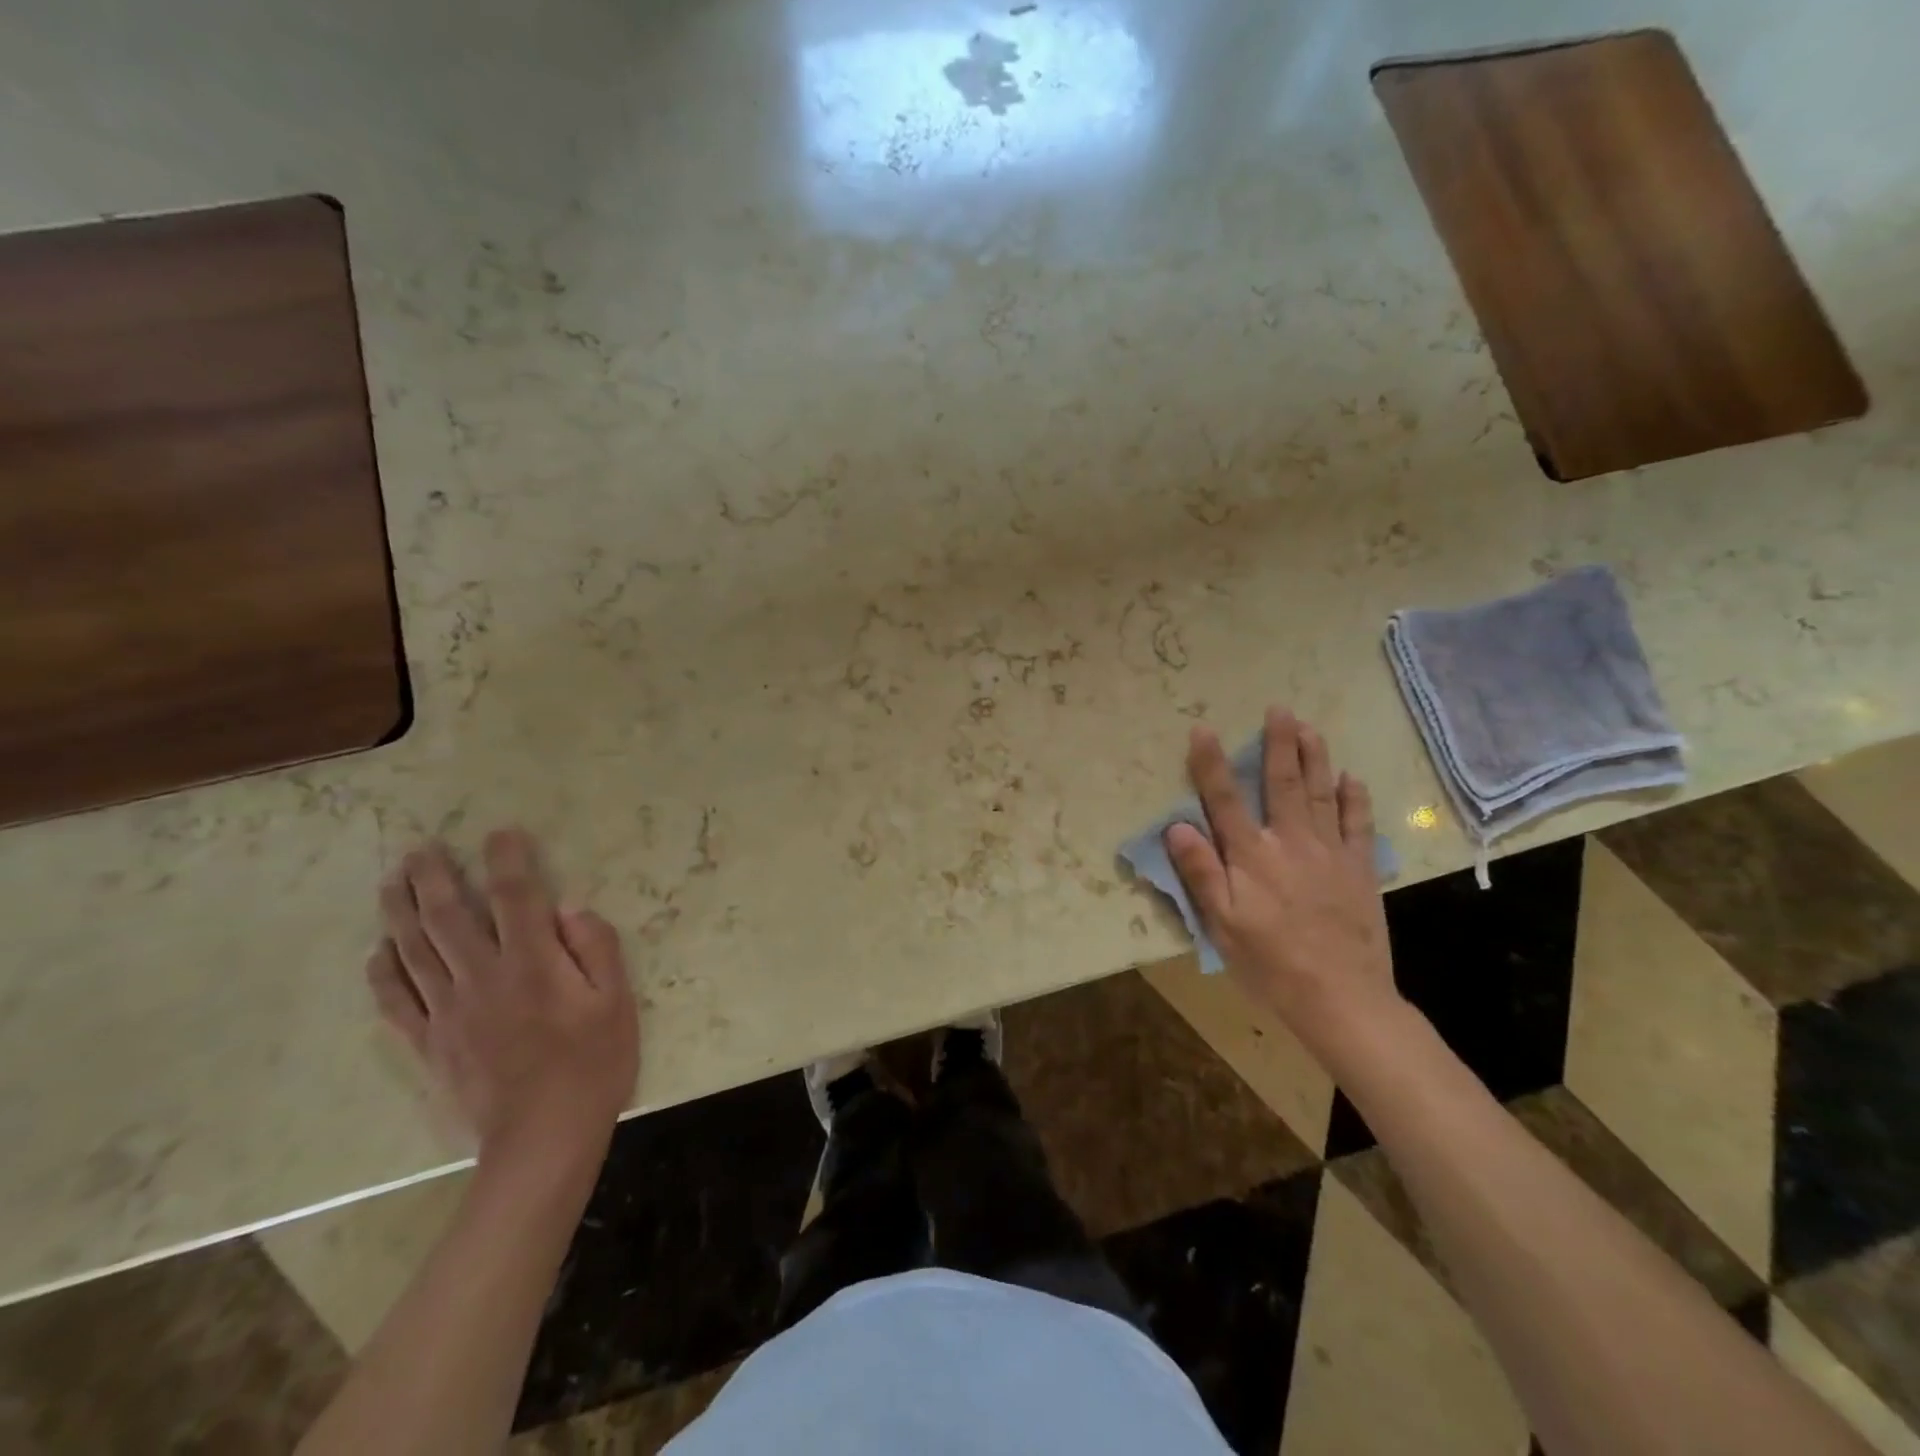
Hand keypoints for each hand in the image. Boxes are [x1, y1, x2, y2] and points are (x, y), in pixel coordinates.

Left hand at [367, 828, 638, 1162]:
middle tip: (421, 848)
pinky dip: (383, 971)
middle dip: (433, 876)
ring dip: (400, 910)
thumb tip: (569, 910)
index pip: (516, 896)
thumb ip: (596, 948)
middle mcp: (483, 977)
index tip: (501, 834)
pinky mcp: (429, 1043)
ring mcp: (448, 1011)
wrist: (542, 1138)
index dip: (508, 859)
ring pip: (414, 950)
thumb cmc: (592, 1064)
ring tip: (393, 881)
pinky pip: (396, 1000)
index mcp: (534, 963)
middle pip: (448, 916)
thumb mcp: (617, 1001)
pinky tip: (379, 950)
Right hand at [1164, 707, 1397, 1036]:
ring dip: (1314, 758)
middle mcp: (1290, 843)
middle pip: (1281, 784)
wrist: (1341, 997)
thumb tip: (1176, 825)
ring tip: (1310, 727)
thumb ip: (1200, 872)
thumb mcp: (1221, 924)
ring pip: (1320, 793)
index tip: (1203, 730)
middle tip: (1279, 709)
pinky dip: (1354, 798)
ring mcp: (1330, 853)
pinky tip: (1351, 778)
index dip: (1211, 763)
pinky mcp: (1359, 869)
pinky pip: (1357, 824)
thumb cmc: (1269, 963)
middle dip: (1278, 744)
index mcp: (1251, 856)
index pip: (1225, 799)